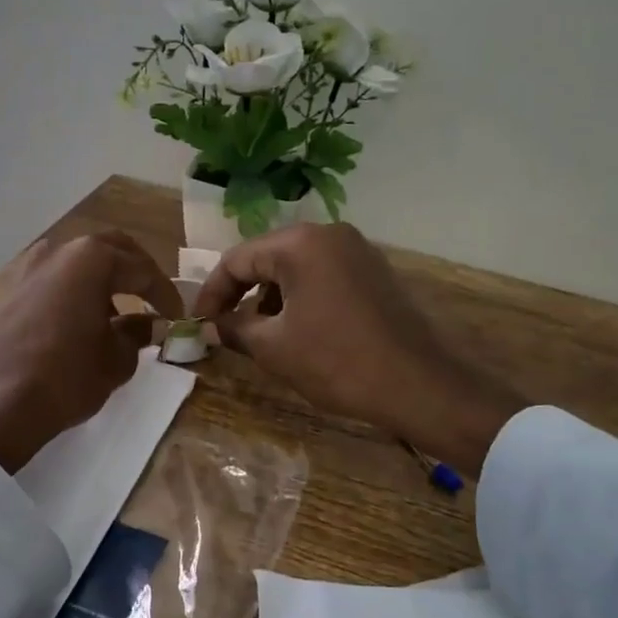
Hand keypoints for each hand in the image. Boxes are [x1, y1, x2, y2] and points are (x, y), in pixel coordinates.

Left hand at [0, 232, 183, 473]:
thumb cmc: (64, 379)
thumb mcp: (115, 361)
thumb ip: (137, 333)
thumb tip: (146, 323)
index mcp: (89, 259)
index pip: (140, 269)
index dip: (164, 293)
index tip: (176, 315)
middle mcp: (52, 250)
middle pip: (103, 249)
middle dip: (130, 270)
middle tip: (147, 296)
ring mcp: (17, 266)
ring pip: (66, 261)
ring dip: (91, 279)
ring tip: (103, 310)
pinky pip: (36, 281)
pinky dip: (57, 293)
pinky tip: (60, 320)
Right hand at [195, 224, 521, 474]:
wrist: (418, 384)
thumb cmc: (336, 362)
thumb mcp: (274, 348)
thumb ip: (234, 329)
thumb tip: (211, 327)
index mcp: (299, 244)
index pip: (237, 259)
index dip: (212, 293)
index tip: (199, 324)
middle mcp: (329, 234)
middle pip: (267, 257)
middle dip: (241, 293)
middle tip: (224, 328)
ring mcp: (356, 250)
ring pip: (295, 267)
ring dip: (270, 297)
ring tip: (260, 335)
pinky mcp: (374, 271)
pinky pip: (323, 275)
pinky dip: (300, 297)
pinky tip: (297, 330)